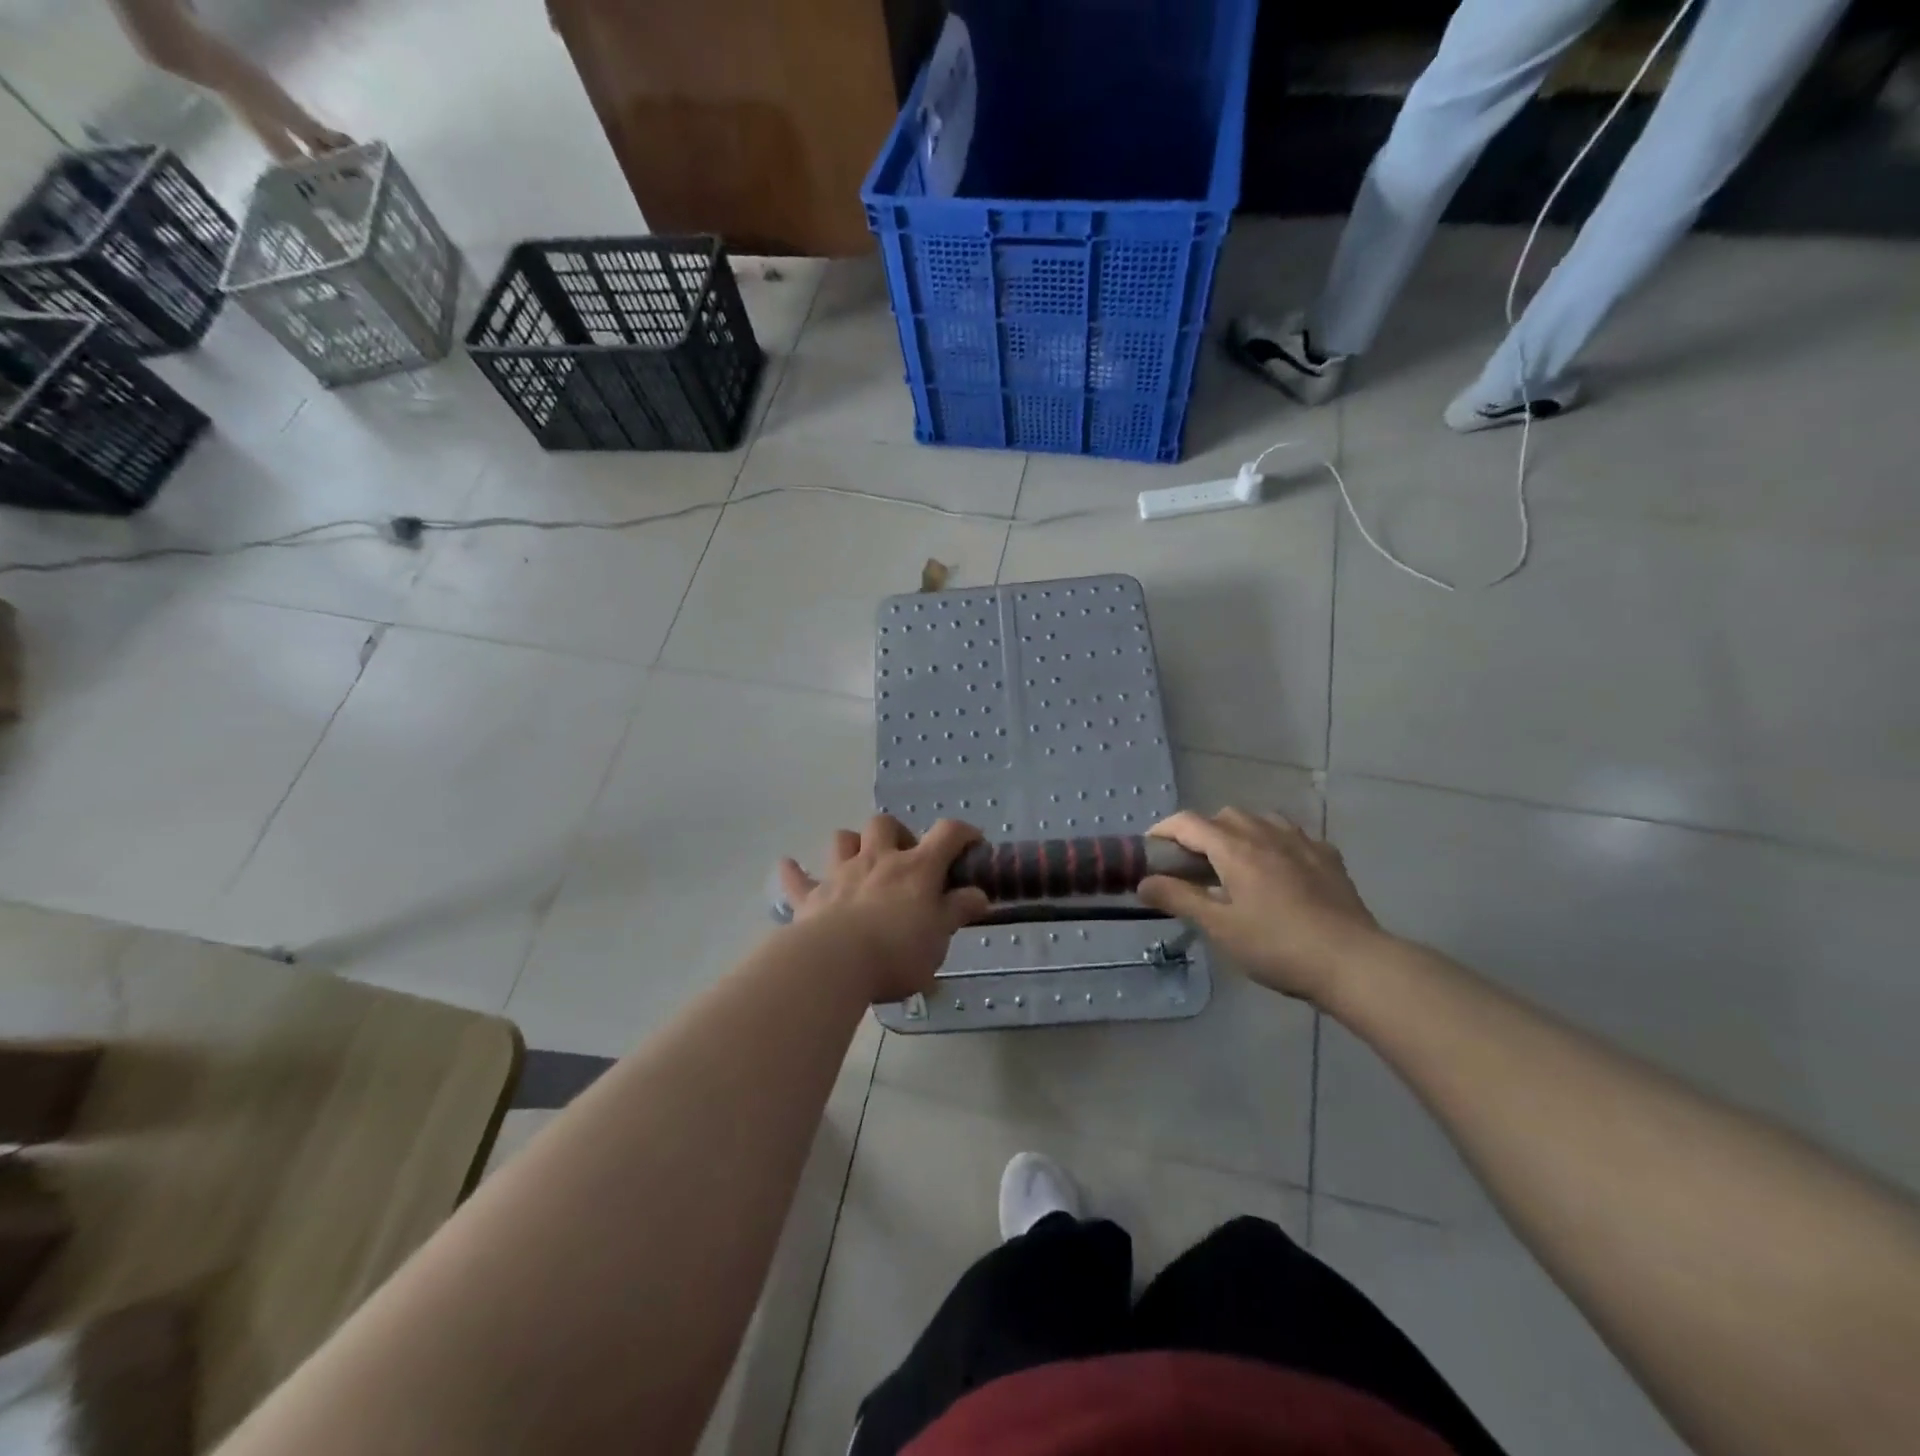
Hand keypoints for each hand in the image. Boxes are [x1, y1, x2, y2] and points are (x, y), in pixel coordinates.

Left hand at [777, 816, 991, 1001]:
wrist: (836, 963)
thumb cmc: (897, 952)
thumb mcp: (940, 937)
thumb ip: (958, 911)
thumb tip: (978, 894)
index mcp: (916, 868)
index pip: (947, 834)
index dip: (963, 833)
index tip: (972, 845)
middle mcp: (878, 860)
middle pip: (885, 824)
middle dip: (897, 833)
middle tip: (905, 859)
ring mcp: (840, 874)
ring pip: (843, 839)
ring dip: (852, 844)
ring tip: (860, 861)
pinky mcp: (810, 897)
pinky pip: (797, 878)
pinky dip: (794, 871)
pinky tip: (790, 866)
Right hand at [1138, 809, 1384, 1005]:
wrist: (1353, 962)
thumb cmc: (1277, 946)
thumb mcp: (1220, 927)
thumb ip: (1179, 899)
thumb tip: (1144, 881)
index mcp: (1234, 848)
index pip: (1188, 823)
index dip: (1163, 831)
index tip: (1150, 850)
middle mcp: (1265, 833)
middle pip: (1223, 816)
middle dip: (1201, 833)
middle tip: (1193, 866)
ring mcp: (1301, 841)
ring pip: (1259, 820)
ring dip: (1238, 833)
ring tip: (1235, 864)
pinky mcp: (1327, 856)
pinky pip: (1291, 835)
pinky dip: (1273, 842)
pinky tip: (1278, 869)